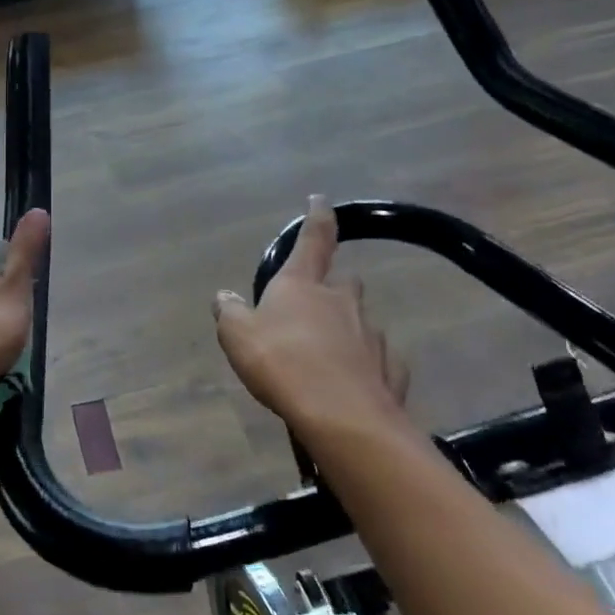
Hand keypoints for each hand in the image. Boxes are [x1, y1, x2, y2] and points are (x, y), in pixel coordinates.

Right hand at [213, 195, 409, 442]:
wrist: (341, 415)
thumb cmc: (281, 363)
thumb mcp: (237, 336)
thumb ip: (230, 312)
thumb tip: (224, 295)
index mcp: (303, 285)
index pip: (313, 240)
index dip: (317, 217)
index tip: (320, 199)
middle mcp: (342, 301)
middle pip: (343, 284)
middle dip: (332, 290)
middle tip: (313, 311)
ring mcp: (371, 335)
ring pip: (360, 324)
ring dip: (345, 333)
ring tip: (325, 361)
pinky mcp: (391, 369)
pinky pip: (376, 361)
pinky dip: (364, 367)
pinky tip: (349, 386)